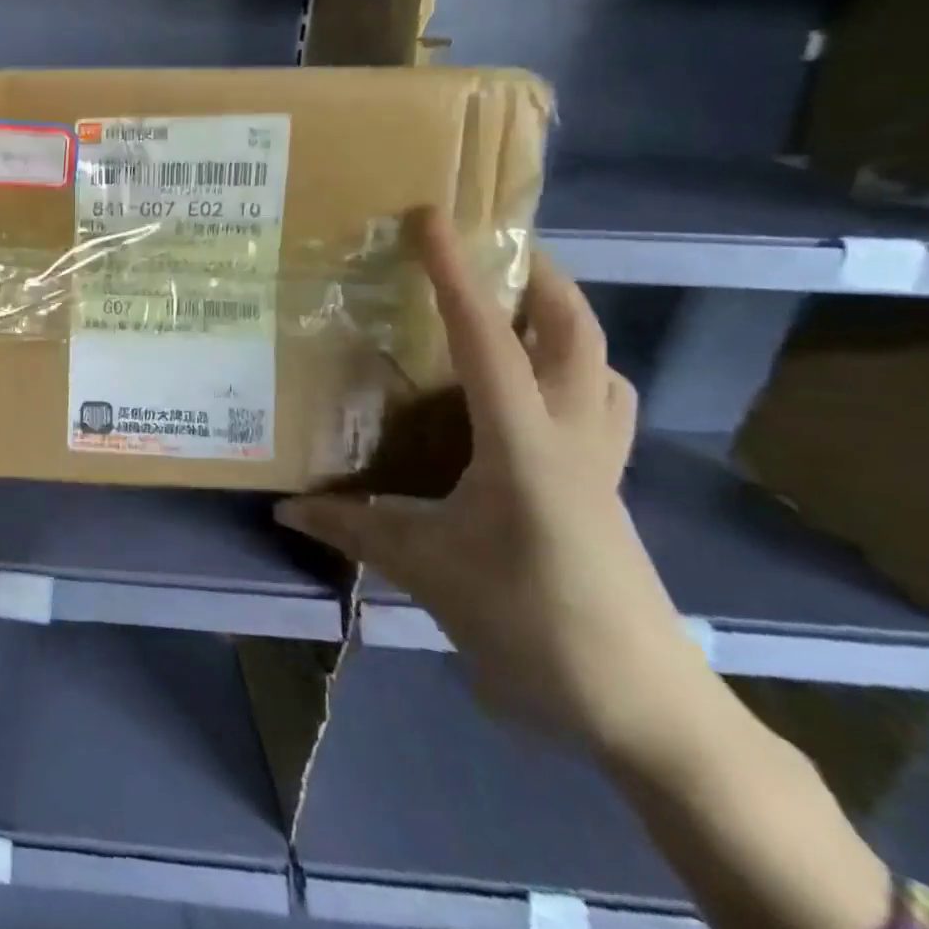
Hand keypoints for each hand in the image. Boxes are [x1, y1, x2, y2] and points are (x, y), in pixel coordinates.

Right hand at [276, 209, 707, 760]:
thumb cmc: (531, 624)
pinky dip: (574, 379)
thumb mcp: (428, 572)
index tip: (432, 219)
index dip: (455, 274)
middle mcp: (573, 438)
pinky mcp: (604, 493)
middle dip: (542, 279)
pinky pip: (602, 411)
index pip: (487, 339)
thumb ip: (354, 531)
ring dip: (566, 327)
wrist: (642, 710)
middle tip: (495, 248)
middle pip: (576, 336)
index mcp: (525, 444)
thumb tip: (286, 507)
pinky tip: (529, 397)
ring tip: (513, 312)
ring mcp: (600, 466)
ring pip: (602, 369)